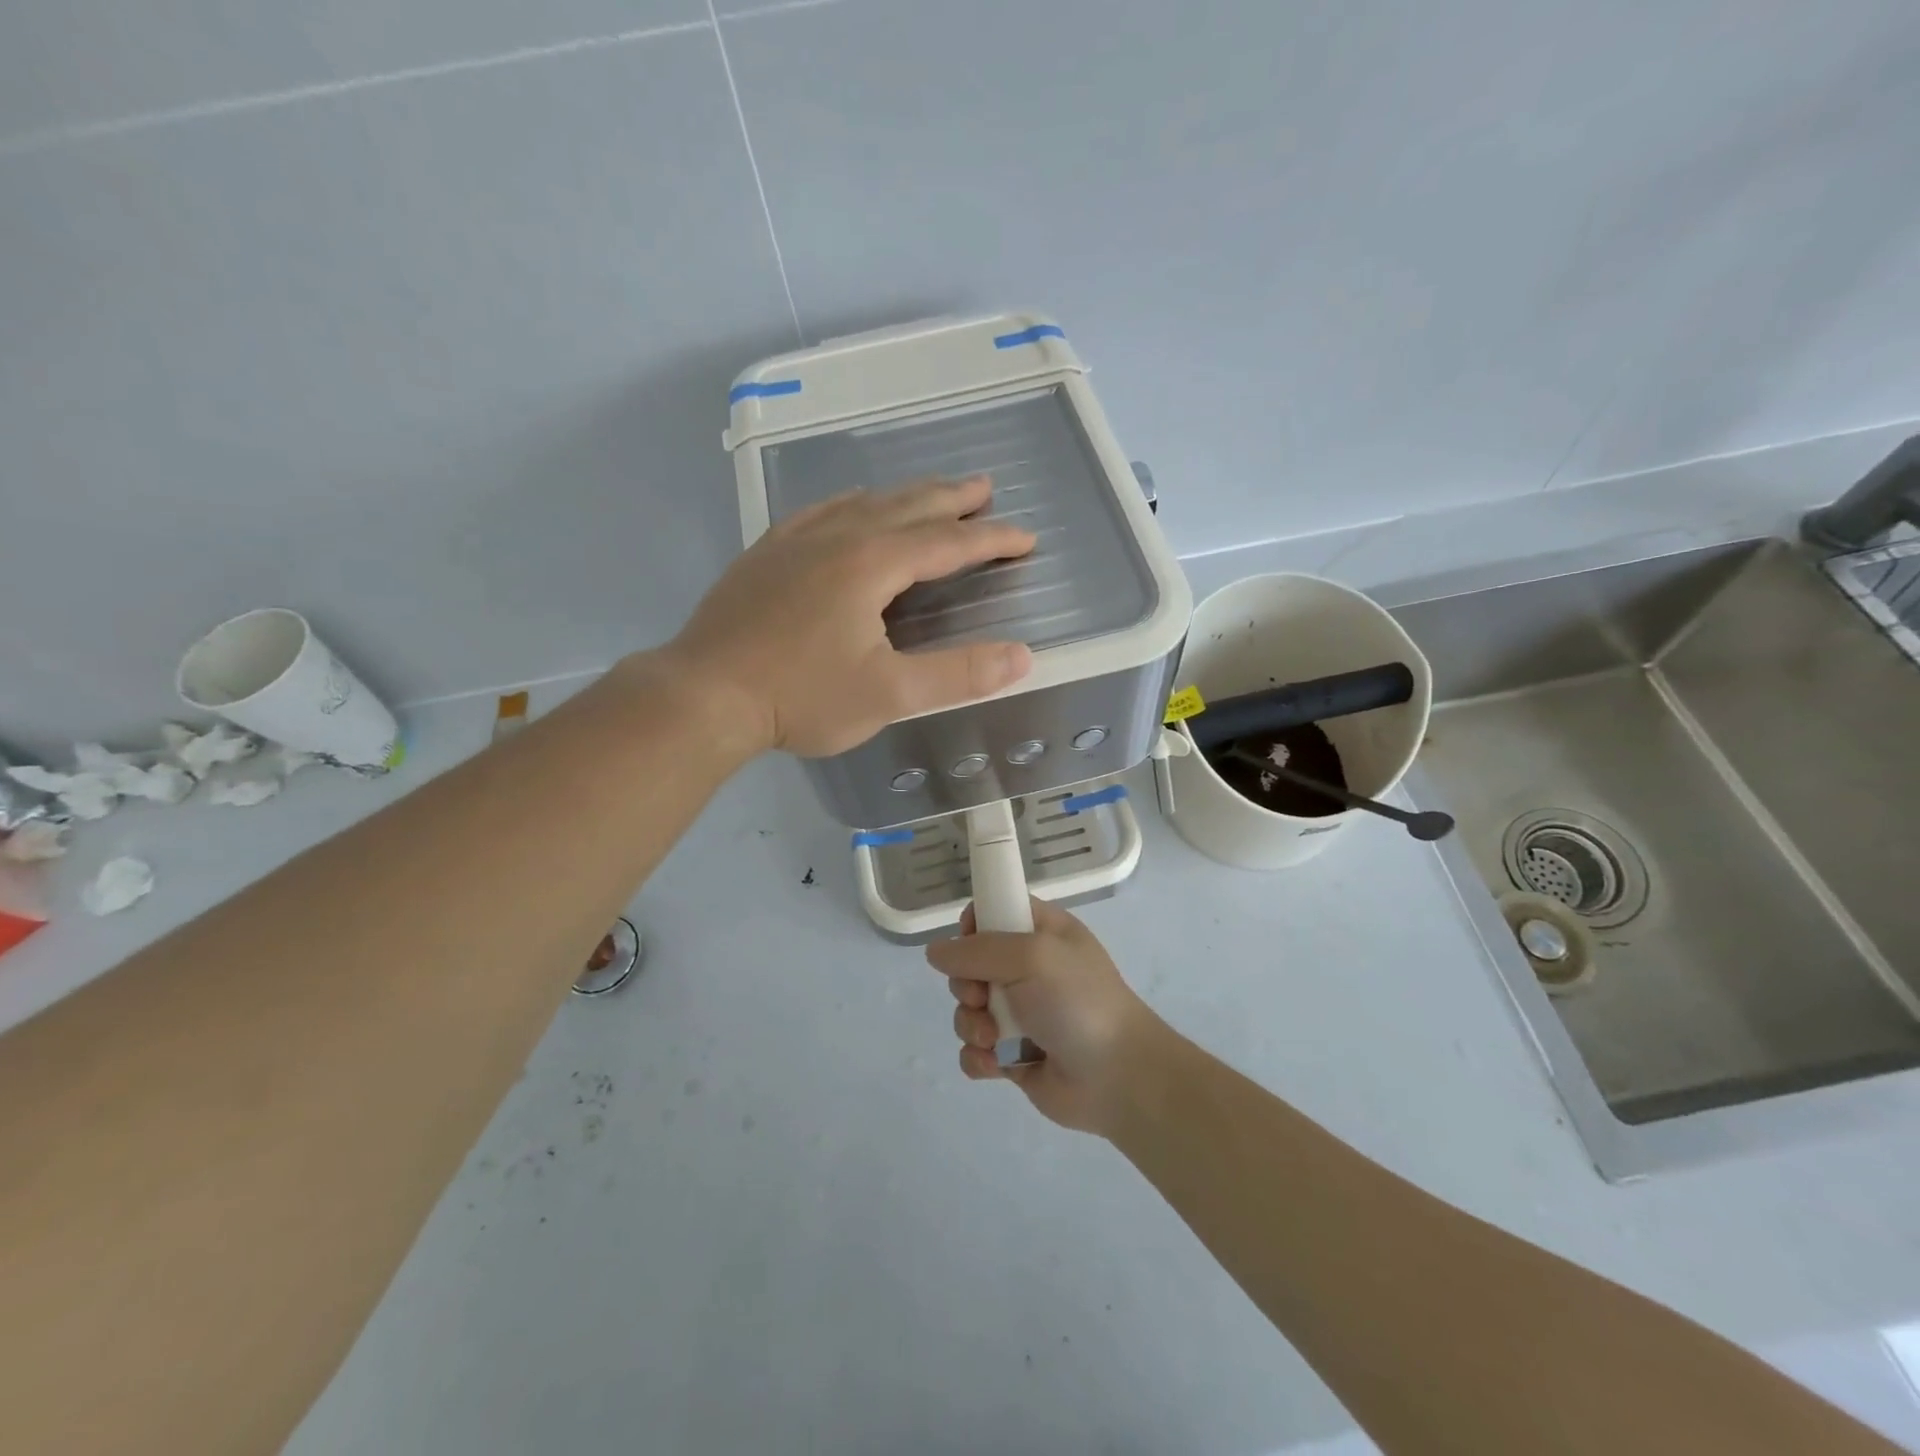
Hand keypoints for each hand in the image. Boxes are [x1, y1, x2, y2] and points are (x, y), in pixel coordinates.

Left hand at [665, 476, 1035, 757]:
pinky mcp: (766, 554)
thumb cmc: (801, 696)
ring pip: (863, 503)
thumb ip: (958, 674)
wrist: (704, 694)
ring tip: (930, 493)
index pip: (947, 542)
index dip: (991, 540)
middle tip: (984, 487)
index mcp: (871, 563)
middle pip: (906, 507)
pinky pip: (820, 511)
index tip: (1025, 537)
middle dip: (951, 498)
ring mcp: (795, 541)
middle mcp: (837, 537)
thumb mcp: (890, 694)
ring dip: (904, 496)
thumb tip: (1022, 657)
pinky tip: (850, 504)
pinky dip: (851, 503)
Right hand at [926, 899, 1168, 1134]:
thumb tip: (935, 952)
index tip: (969, 941)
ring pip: (967, 1009)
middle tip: (982, 997)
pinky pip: (974, 1050)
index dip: (975, 924)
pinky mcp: (1012, 1055)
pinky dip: (978, 1058)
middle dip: (966, 984)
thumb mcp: (1031, 956)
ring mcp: (1020, 1014)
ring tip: (994, 1039)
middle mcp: (1029, 969)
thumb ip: (977, 949)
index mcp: (1042, 932)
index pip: (996, 910)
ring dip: (971, 1024)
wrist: (1117, 1077)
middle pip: (970, 964)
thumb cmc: (1078, 1001)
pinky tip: (995, 1065)